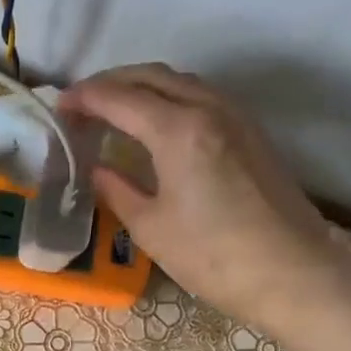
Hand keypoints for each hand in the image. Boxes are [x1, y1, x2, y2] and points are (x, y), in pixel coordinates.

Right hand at [61, 64, 341, 332]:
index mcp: (178, 130)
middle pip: (151, 77)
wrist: (292, 273)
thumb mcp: (151, 228)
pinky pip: (201, 97)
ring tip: (114, 111)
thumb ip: (117, 190)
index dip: (84, 98)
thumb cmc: (213, 256)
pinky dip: (169, 99)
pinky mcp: (251, 132)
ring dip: (142, 87)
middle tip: (81, 105)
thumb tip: (96, 169)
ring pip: (180, 82)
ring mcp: (235, 116)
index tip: (58, 107)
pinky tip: (157, 124)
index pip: (119, 98)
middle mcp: (208, 108)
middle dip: (110, 83)